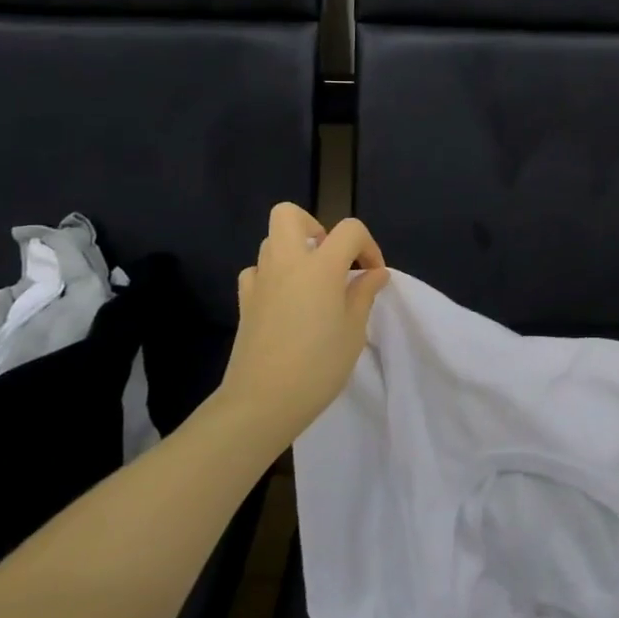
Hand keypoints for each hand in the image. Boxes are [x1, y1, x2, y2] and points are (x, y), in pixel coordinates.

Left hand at [222, 203, 390, 440]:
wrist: (261, 403)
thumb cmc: (317, 366)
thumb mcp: (353, 331)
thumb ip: (363, 294)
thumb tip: (374, 273)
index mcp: (320, 267)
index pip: (349, 230)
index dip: (368, 246)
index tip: (373, 276)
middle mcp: (286, 263)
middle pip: (290, 215)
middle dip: (316, 227)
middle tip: (333, 259)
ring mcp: (260, 281)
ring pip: (272, 241)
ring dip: (296, 251)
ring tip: (314, 284)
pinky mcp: (244, 302)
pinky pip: (258, 271)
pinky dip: (274, 276)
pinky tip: (287, 301)